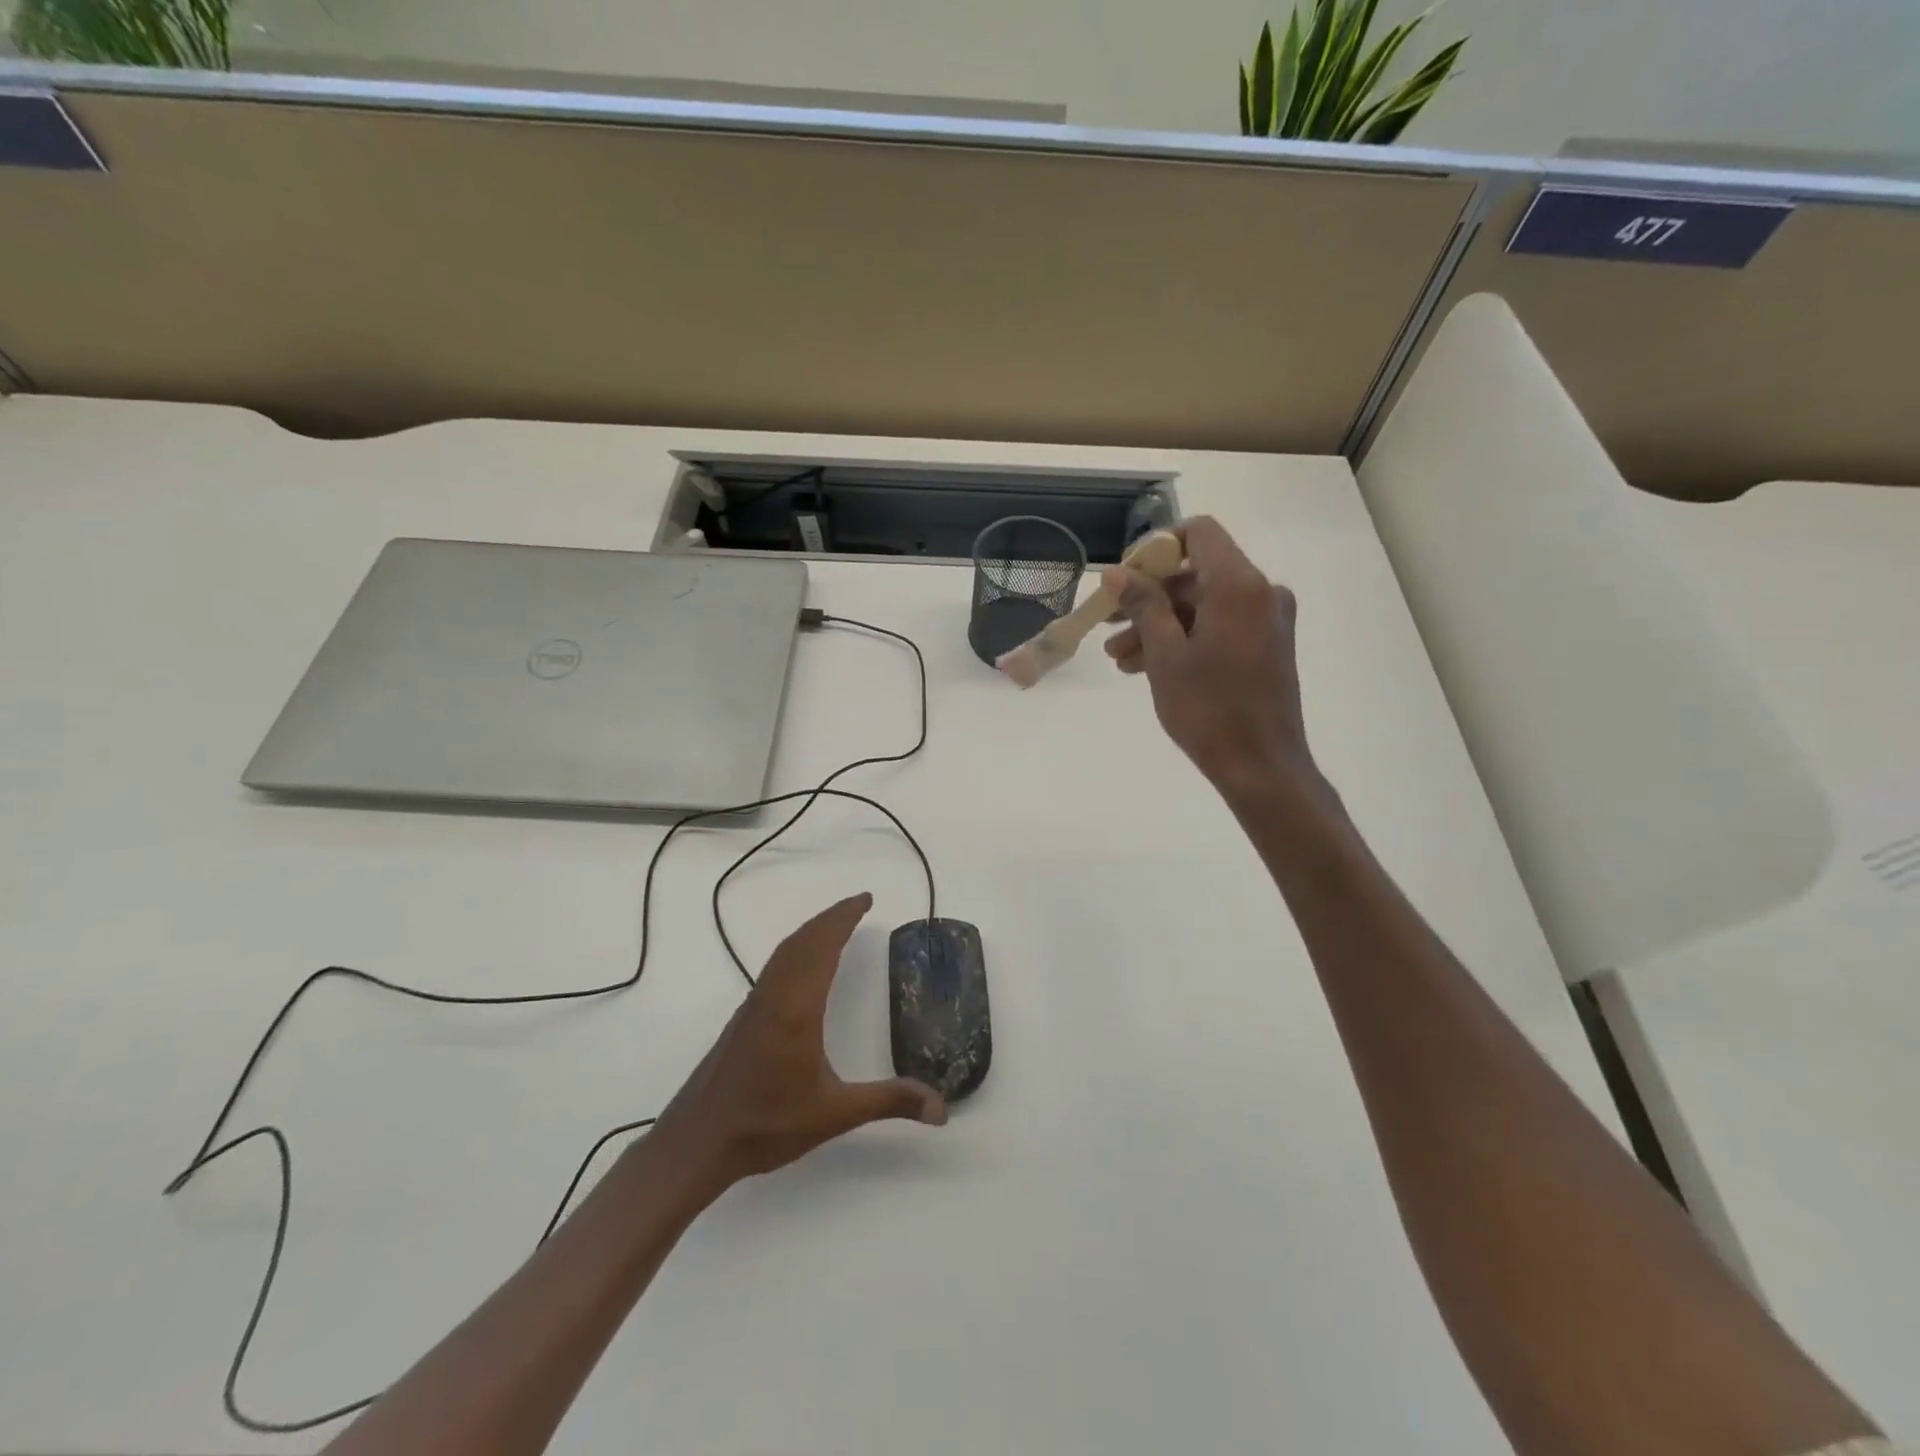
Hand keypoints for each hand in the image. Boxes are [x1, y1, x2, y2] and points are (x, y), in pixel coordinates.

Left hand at [652, 893, 945, 1190]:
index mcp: (797, 1008)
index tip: (865, 899)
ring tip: (835, 925)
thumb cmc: (766, 1126)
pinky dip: (795, 949)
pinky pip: (774, 967)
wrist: (696, 1144)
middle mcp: (774, 995)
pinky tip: (803, 966)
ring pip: (784, 952)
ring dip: (811, 931)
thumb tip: (941, 1109)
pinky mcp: (743, 1018)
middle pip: (802, 940)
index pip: (822, 946)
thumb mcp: (835, 1114)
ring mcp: (754, 1005)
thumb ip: (888, 1102)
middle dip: (831, 917)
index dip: (843, 918)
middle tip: (858, 904)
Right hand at [1103, 517, 1317, 797]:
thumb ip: (1143, 604)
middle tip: (1109, 621)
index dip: (1157, 547)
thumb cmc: (1209, 709)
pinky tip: (1145, 666)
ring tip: (1119, 657)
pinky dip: (1183, 639)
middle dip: (1149, 596)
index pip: (1199, 532)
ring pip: (1202, 605)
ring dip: (1159, 624)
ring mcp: (1266, 620)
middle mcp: (1260, 592)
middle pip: (1196, 573)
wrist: (1260, 765)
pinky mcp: (1266, 646)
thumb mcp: (1165, 654)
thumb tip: (1117, 572)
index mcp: (1239, 585)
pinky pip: (1218, 626)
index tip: (1125, 578)